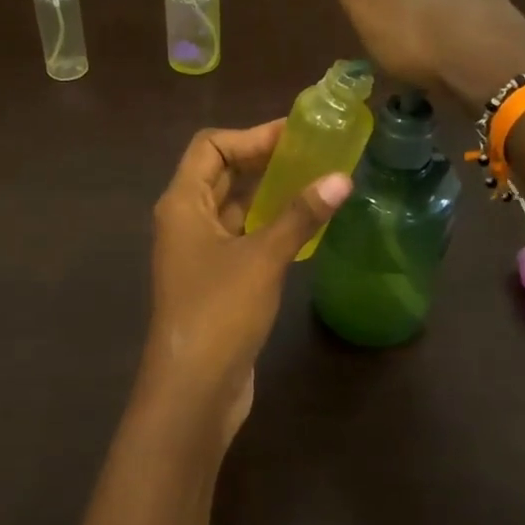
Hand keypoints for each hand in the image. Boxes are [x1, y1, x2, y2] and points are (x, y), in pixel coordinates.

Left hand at [139, 122, 351, 442]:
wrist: (194, 389)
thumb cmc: (220, 312)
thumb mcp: (263, 258)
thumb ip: (300, 215)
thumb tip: (342, 178)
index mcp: (182, 203)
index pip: (210, 146)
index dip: (250, 135)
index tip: (295, 136)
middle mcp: (184, 221)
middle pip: (220, 173)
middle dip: (262, 159)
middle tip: (313, 154)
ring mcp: (198, 252)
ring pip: (233, 206)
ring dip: (267, 192)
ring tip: (315, 182)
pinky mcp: (215, 280)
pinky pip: (240, 237)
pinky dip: (267, 224)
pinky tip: (303, 226)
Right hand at [300, 0, 524, 109]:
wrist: (485, 63)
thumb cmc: (414, 35)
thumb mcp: (363, 3)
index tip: (373, 25)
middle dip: (414, 16)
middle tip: (401, 50)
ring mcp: (487, 2)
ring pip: (456, 15)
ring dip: (443, 33)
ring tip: (431, 65)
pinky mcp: (509, 33)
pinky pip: (480, 39)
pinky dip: (468, 51)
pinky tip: (462, 72)